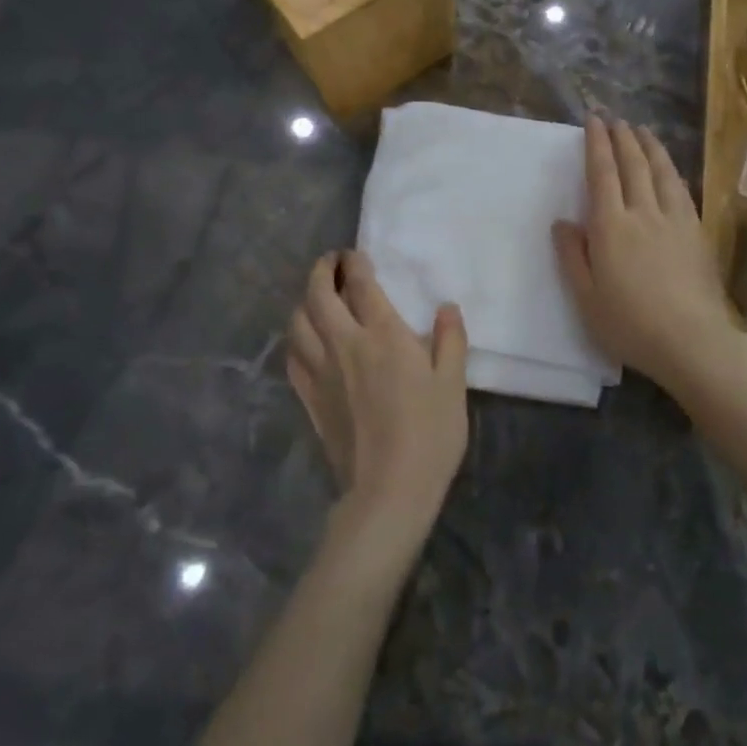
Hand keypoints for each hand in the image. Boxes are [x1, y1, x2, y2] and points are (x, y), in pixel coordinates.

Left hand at [286, 251, 468, 556]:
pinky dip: (296, 339)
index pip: (361, 285)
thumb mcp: (453, 384)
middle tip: (332, 262)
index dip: (355, 264)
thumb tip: (446, 307)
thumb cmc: (429, 434)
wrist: (388, 490)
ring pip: (298, 323)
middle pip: (320, 295)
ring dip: (304, 301)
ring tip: (317, 297)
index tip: (355, 255)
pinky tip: (306, 341)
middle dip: (323, 271)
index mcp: (384, 335)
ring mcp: (322, 372)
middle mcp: (346, 344)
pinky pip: (293, 358)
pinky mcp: (310, 399)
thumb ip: (450, 340)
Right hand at [553, 116, 738, 396]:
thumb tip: (562, 222)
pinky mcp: (696, 232)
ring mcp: (674, 220)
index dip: (597, 144)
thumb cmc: (630, 324)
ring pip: (660, 172)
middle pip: (632, 165)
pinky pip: (681, 190)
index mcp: (610, 227)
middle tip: (615, 118)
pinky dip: (671, 171)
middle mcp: (642, 213)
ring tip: (642, 130)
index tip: (594, 121)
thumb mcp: (586, 298)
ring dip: (649, 147)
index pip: (601, 174)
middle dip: (622, 138)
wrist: (691, 340)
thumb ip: (572, 256)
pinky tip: (669, 168)